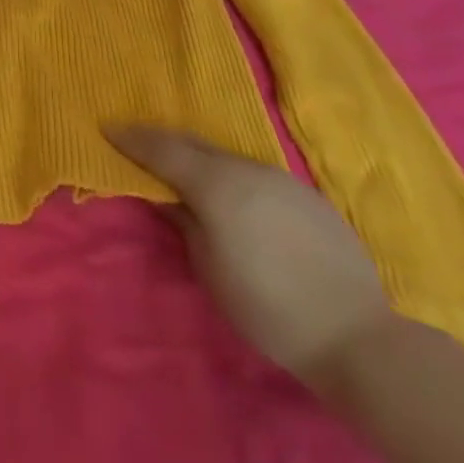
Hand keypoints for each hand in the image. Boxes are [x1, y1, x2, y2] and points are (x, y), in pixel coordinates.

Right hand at [105, 125, 396, 387]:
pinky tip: (233, 196)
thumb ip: (184, 221)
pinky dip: (232, 175)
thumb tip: (167, 197)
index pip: (163, 150)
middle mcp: (247, 169)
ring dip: (200, 158)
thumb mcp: (209, 267)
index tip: (107, 127)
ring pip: (227, 157)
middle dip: (163, 141)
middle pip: (195, 143)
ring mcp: (281, 178)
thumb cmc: (267, 307)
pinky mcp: (307, 195)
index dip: (132, 139)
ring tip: (183, 169)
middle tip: (137, 142)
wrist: (356, 335)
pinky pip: (255, 174)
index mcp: (216, 184)